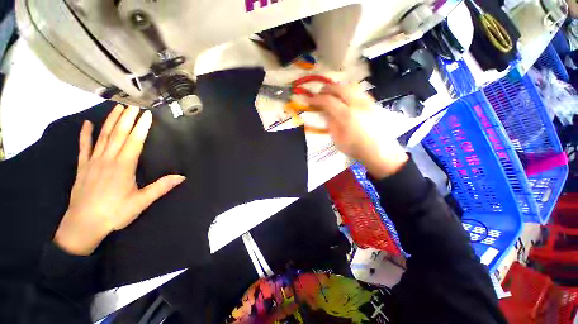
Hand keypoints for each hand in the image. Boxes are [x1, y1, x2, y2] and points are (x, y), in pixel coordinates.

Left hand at [54, 105, 185, 255]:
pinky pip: (83, 147)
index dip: (141, 127)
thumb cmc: (114, 213)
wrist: (83, 225)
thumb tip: (182, 177)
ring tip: (117, 107)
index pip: (134, 141)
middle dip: (127, 118)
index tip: (147, 114)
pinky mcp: (83, 167)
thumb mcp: (141, 202)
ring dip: (110, 121)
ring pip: (103, 136)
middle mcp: (108, 159)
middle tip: (133, 104)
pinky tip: (87, 124)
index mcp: (123, 166)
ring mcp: (93, 161)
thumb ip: (161, 187)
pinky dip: (85, 135)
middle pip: (119, 134)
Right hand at [307, 83, 407, 178]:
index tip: (309, 99)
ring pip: (351, 86)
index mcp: (346, 116)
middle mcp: (358, 104)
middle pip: (340, 88)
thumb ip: (330, 124)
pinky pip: (359, 91)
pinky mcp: (374, 103)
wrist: (380, 151)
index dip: (316, 99)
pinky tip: (346, 97)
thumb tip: (326, 112)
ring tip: (332, 93)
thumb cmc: (356, 149)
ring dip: (338, 87)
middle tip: (320, 93)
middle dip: (327, 88)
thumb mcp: (337, 140)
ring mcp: (367, 102)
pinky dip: (349, 90)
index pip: (328, 101)